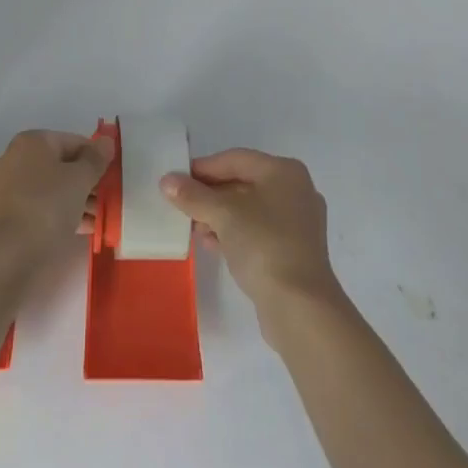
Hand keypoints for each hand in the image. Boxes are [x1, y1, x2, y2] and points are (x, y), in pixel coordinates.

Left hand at [0, 129, 112, 275]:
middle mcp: (17, 158)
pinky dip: (61, 214)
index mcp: (33, 142)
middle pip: (62, 165)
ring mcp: (9, 187)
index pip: (74, 142)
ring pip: (52, 188)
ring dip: (77, 200)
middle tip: (108, 200)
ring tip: (98, 219)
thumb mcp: (79, 180)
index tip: (113, 178)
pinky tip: (81, 229)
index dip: (96, 158)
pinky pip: (41, 207)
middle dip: (87, 182)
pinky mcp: (7, 214)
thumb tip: (106, 141)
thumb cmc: (45, 207)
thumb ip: (95, 160)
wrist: (4, 256)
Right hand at [160, 149, 341, 321]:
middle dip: (210, 194)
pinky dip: (235, 233)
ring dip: (220, 216)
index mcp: (284, 171)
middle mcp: (295, 190)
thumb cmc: (263, 245)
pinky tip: (212, 245)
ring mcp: (298, 223)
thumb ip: (193, 195)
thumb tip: (167, 181)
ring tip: (194, 228)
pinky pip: (259, 231)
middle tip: (182, 205)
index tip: (176, 180)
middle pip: (243, 183)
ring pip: (250, 209)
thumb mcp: (223, 215)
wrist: (300, 307)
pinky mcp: (295, 251)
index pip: (236, 159)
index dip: (204, 168)